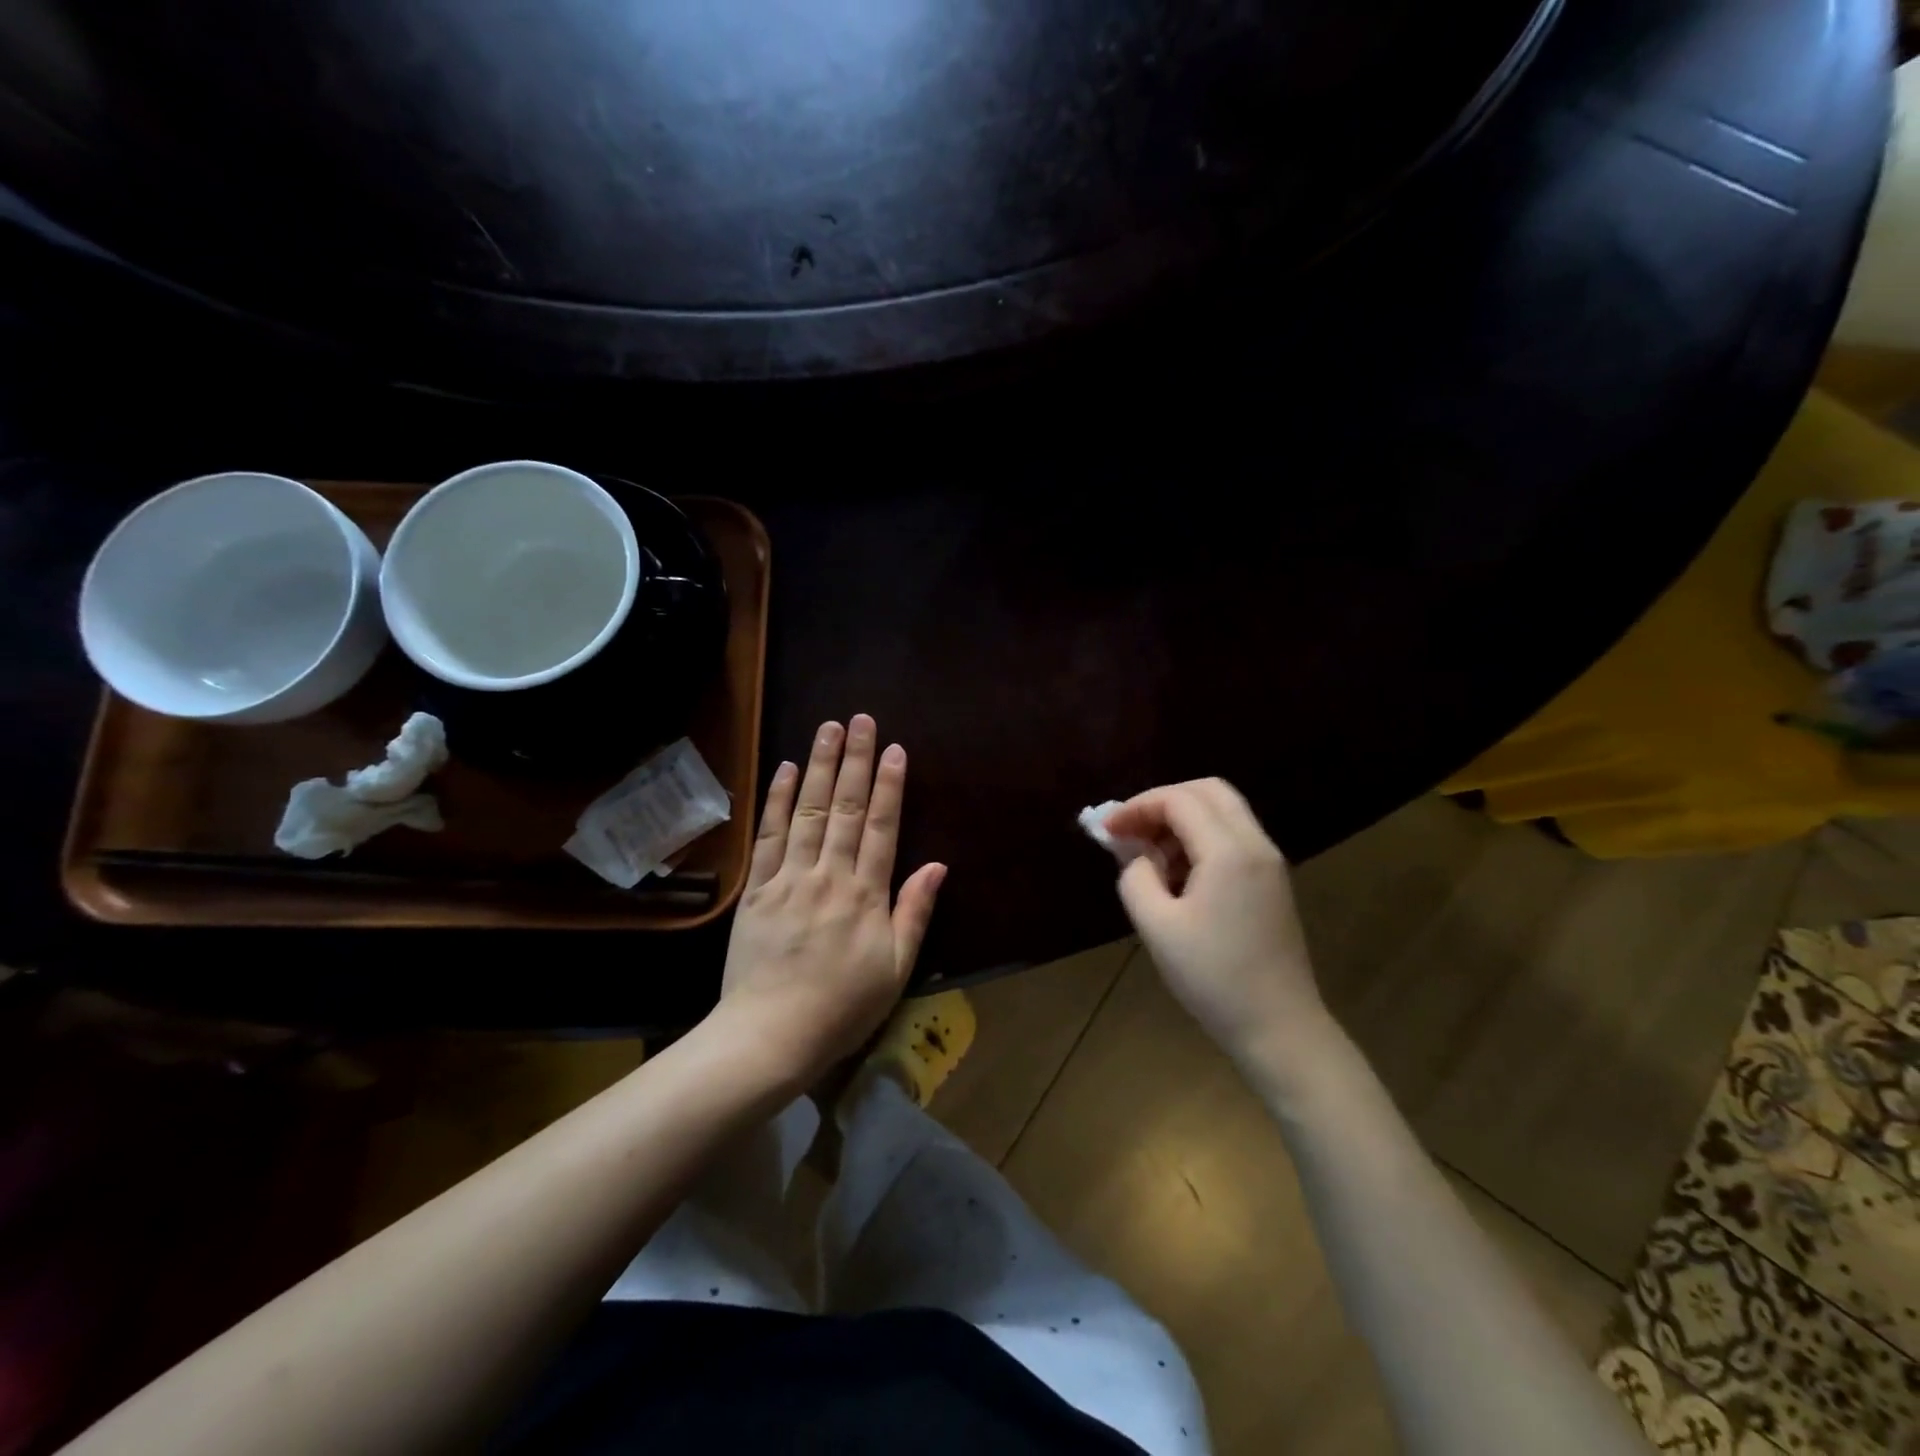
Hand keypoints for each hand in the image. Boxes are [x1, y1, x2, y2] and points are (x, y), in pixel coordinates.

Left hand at [713, 714, 945, 1088]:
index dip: (890, 785)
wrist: (770, 1036)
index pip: (882, 826)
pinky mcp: (757, 888)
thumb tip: (938, 864)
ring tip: (826, 728)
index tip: (894, 749)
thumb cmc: (843, 1007)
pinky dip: (776, 800)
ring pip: (806, 810)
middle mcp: (829, 874)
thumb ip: (915, 911)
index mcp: (866, 894)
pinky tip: (783, 769)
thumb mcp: (896, 968)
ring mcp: (789, 877)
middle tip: (860, 719)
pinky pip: (768, 835)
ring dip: (817, 766)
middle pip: (844, 807)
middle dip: (854, 760)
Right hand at [1105, 779, 1325, 1063]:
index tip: (1107, 831)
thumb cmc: (1212, 977)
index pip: (1179, 800)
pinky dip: (1201, 838)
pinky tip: (1179, 874)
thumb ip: (1136, 877)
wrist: (1279, 1027)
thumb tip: (1136, 854)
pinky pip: (1234, 837)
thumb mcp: (1157, 927)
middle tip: (1132, 829)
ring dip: (1183, 819)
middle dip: (1163, 801)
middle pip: (1208, 791)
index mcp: (1229, 851)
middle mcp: (1255, 844)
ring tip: (1150, 855)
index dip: (1137, 807)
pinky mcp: (1272, 882)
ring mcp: (1269, 863)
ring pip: (1224, 811)